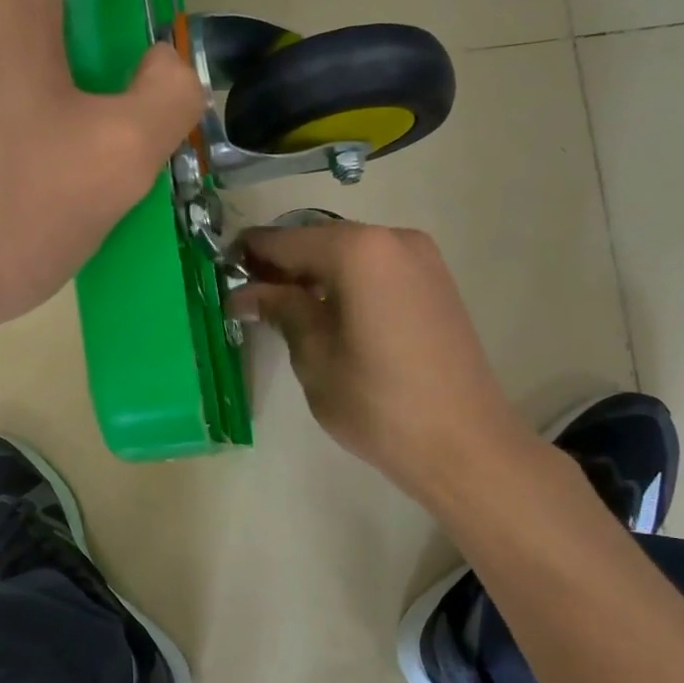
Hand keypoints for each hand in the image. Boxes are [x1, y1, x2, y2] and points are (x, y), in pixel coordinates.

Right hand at [229, 221, 537, 498]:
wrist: (464, 444)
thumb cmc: (378, 403)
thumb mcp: (315, 357)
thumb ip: (281, 310)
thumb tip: (245, 293)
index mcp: (358, 250)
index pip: (286, 240)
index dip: (249, 254)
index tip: (219, 274)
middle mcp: (393, 238)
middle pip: (319, 239)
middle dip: (282, 265)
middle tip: (250, 299)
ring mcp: (421, 259)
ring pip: (349, 253)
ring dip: (314, 274)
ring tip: (285, 311)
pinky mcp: (436, 282)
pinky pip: (376, 268)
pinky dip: (346, 282)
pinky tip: (328, 315)